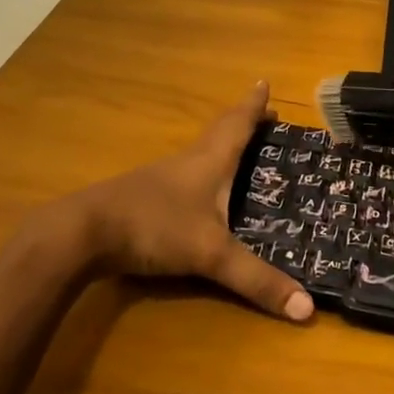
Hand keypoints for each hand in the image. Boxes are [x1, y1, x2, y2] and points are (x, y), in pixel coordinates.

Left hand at [58, 82, 314, 322]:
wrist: (85, 231)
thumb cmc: (155, 226)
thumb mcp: (210, 254)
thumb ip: (256, 280)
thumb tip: (307, 309)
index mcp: (210, 160)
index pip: (238, 124)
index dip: (254, 106)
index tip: (265, 83)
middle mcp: (189, 160)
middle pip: (220, 131)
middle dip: (243, 121)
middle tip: (264, 114)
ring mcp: (164, 177)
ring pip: (202, 150)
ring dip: (223, 143)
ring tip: (240, 148)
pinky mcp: (147, 195)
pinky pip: (186, 172)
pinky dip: (204, 169)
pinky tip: (201, 188)